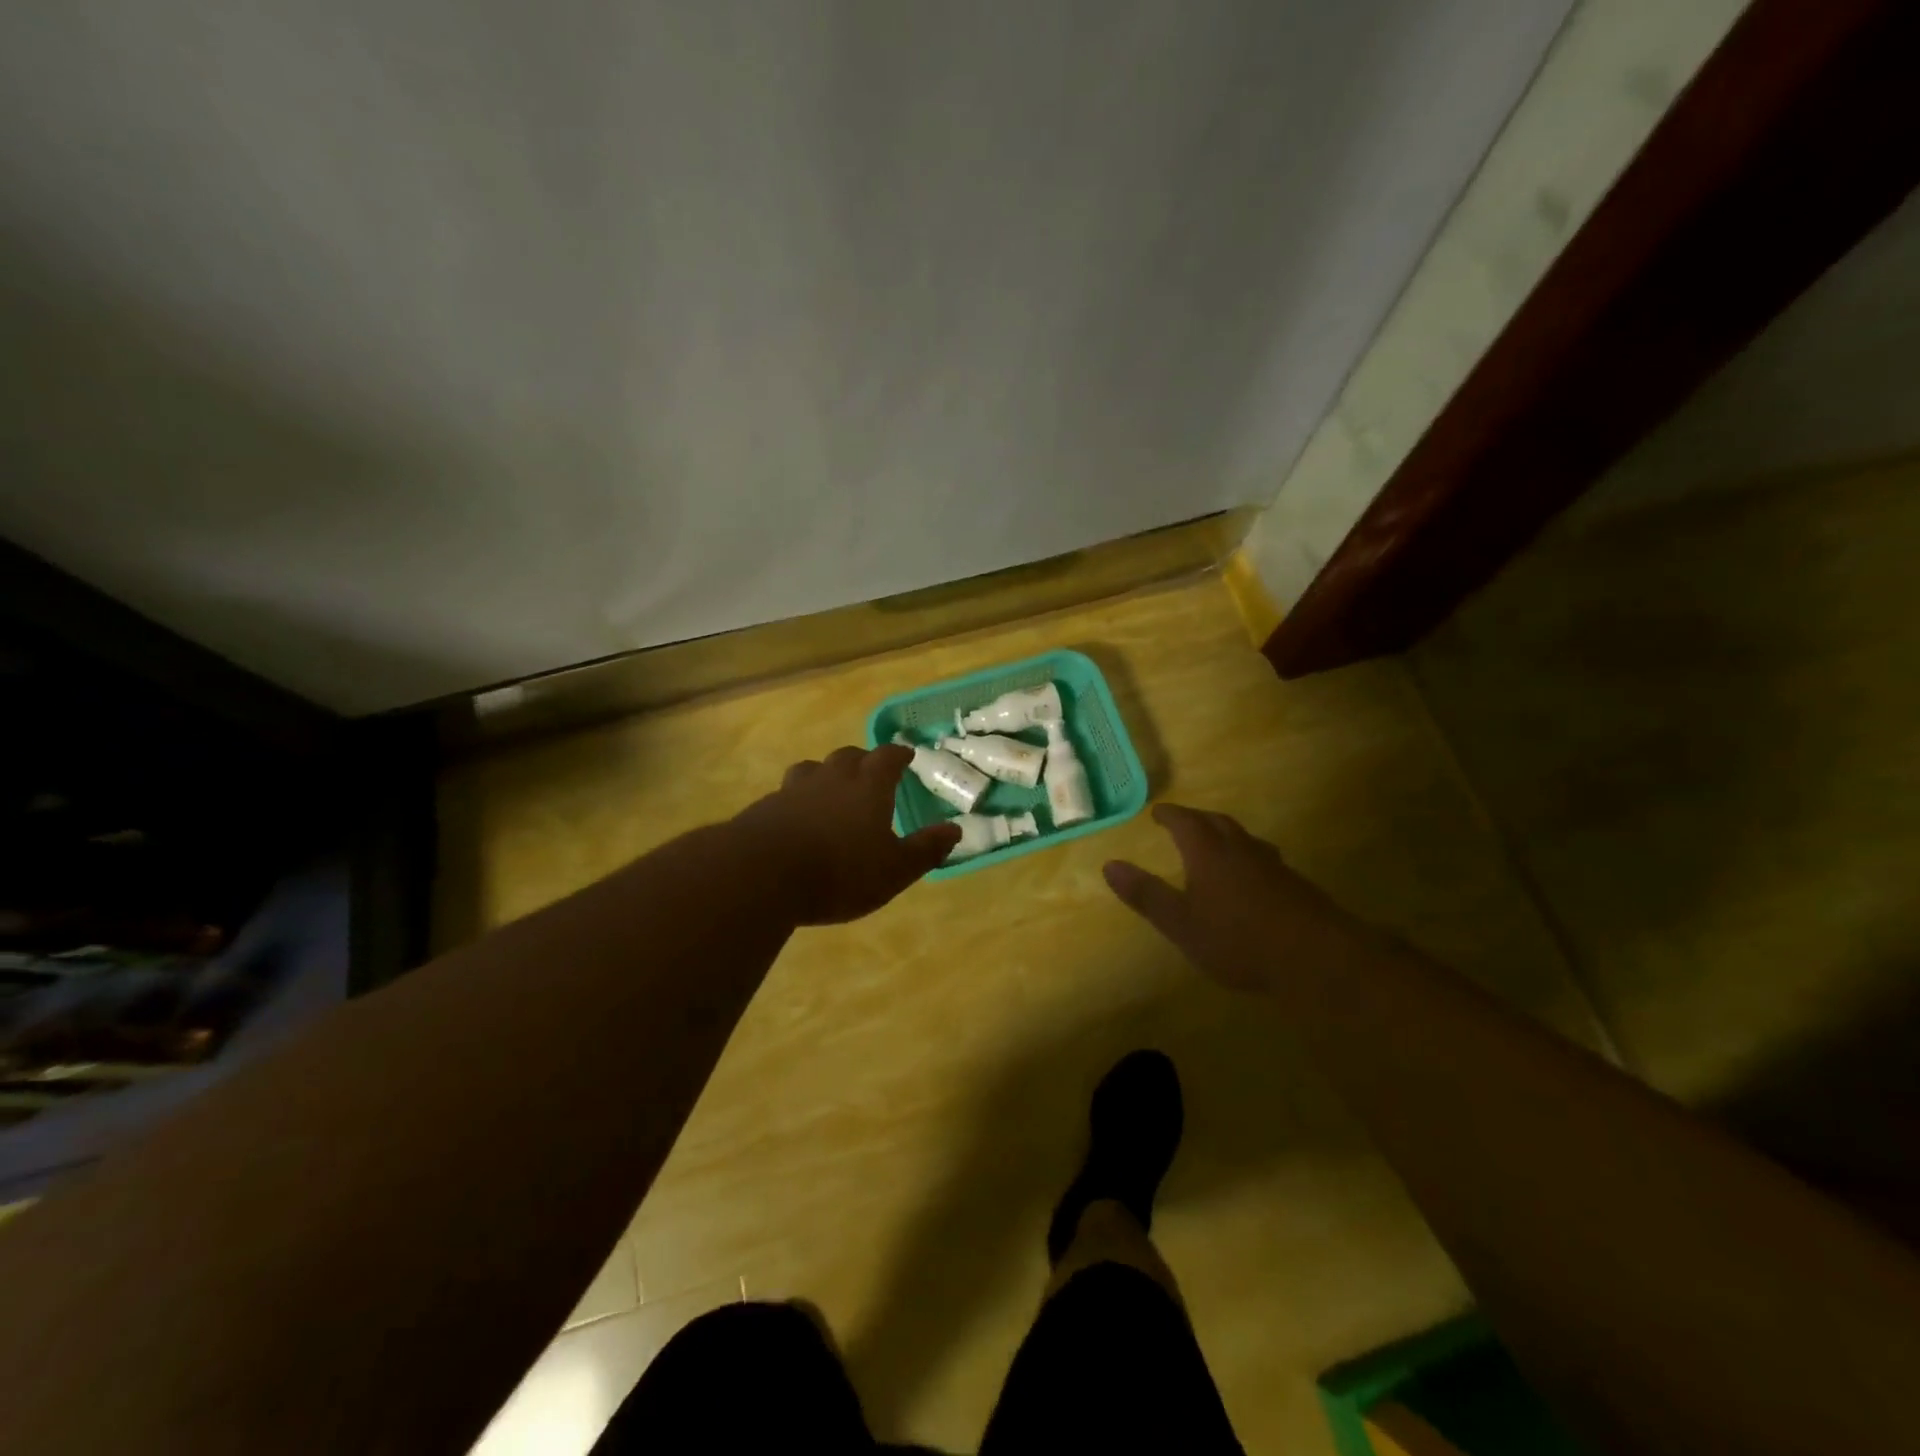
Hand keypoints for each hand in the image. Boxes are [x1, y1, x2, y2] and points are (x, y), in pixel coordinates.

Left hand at [733, 744, 961, 925]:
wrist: (762, 874)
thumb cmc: (840, 872)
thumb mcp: (894, 869)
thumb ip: (925, 849)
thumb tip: (955, 829)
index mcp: (868, 787)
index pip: (887, 757)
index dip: (898, 754)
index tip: (906, 754)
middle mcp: (831, 778)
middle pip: (848, 756)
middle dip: (862, 760)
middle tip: (870, 771)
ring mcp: (794, 790)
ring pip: (812, 769)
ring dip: (825, 773)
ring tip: (830, 788)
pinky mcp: (765, 808)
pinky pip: (786, 794)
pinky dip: (797, 799)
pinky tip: (797, 819)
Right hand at [1102, 803, 1365, 992]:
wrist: (1315, 958)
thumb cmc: (1237, 939)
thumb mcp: (1180, 923)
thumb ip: (1146, 894)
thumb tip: (1109, 865)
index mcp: (1208, 852)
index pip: (1185, 821)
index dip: (1169, 815)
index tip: (1157, 812)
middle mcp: (1240, 849)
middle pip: (1217, 822)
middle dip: (1197, 819)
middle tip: (1183, 821)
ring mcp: (1272, 865)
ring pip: (1244, 838)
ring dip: (1225, 834)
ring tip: (1216, 842)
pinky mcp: (1294, 885)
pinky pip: (1263, 858)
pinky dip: (1247, 856)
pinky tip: (1251, 877)